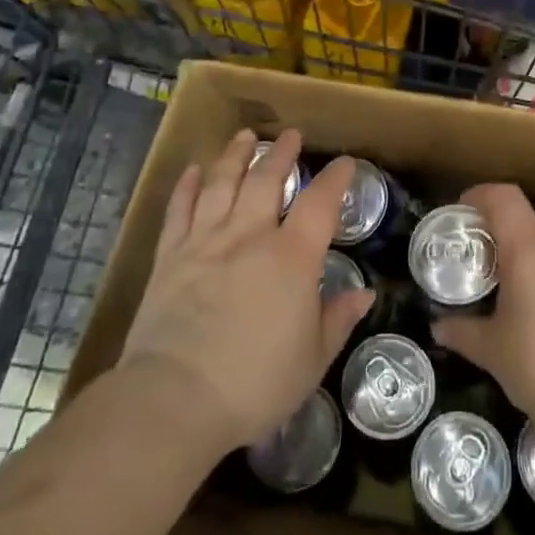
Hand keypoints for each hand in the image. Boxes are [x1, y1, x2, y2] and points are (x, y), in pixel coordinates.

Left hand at [119, 130, 374, 455]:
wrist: (175, 399)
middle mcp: (249, 235)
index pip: (320, 203)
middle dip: (282, 153)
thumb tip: (364, 293)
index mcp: (291, 257)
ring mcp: (205, 241)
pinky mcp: (170, 256)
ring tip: (245, 136)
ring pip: (221, 183)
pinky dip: (186, 186)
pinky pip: (179, 209)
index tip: (344, 163)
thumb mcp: (312, 359)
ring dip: (235, 155)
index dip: (335, 178)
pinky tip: (192, 171)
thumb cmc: (255, 384)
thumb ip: (337, 319)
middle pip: (266, 179)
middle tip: (291, 135)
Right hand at [430, 183, 534, 439]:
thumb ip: (462, 332)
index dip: (480, 196)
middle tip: (477, 263)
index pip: (503, 196)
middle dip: (499, 235)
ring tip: (507, 292)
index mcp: (528, 247)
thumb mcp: (492, 351)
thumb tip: (437, 326)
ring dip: (526, 259)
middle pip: (525, 221)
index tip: (461, 213)